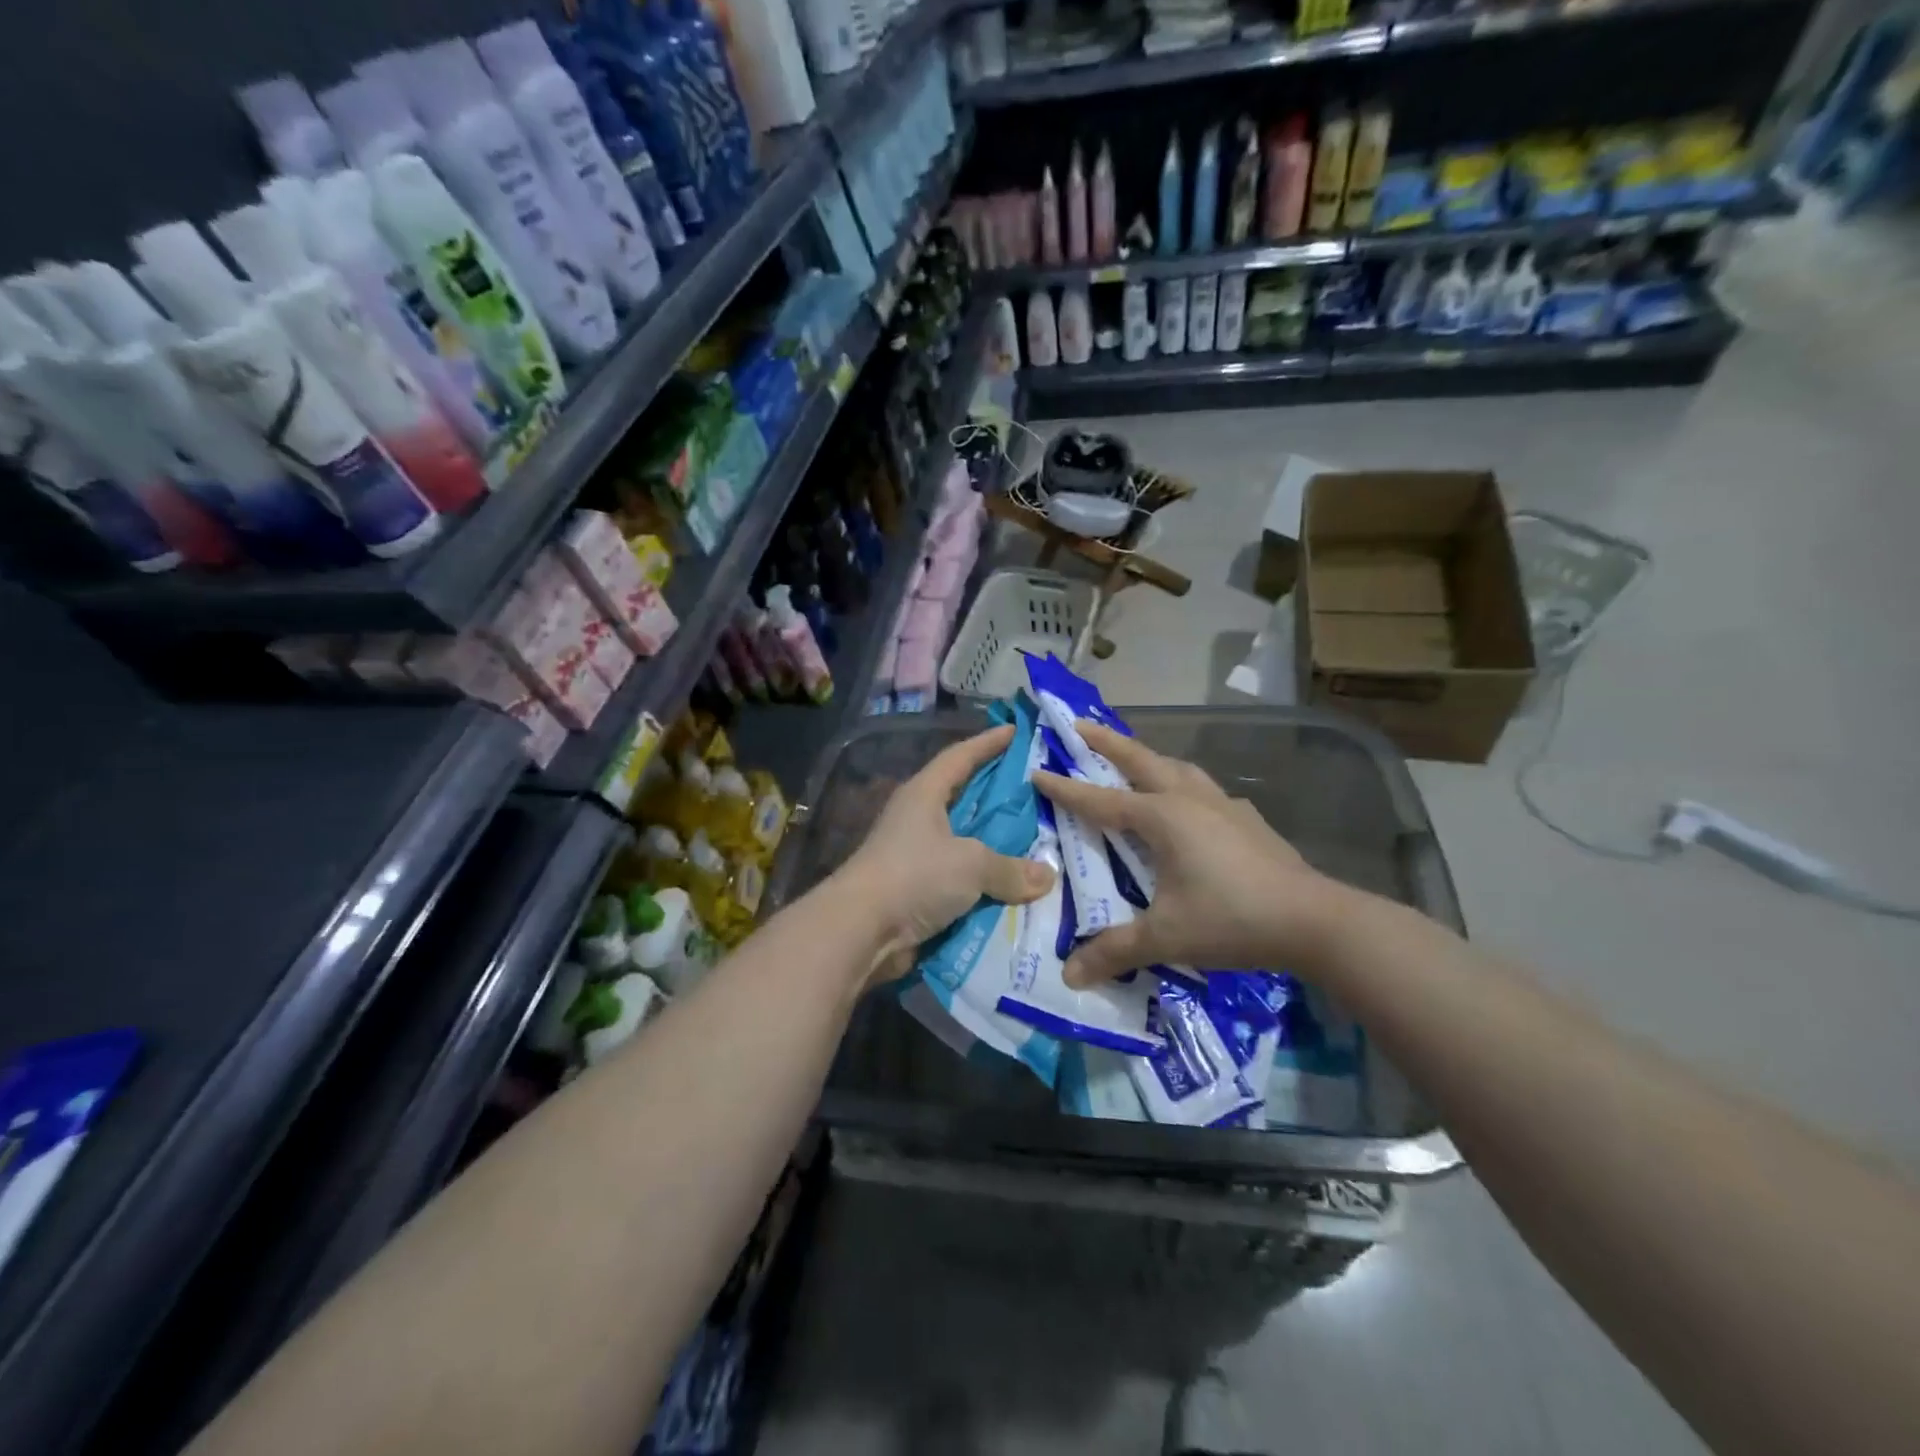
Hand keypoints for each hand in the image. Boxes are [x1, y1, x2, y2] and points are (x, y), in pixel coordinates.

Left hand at [832, 724, 1054, 984]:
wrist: (861, 930)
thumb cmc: (914, 876)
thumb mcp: (971, 863)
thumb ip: (1010, 867)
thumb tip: (1047, 876)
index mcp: (924, 794)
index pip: (960, 757)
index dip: (987, 743)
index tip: (1014, 731)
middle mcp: (917, 819)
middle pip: (963, 798)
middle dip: (997, 795)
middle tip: (1035, 790)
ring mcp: (914, 856)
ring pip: (964, 843)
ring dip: (994, 845)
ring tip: (1036, 842)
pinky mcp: (916, 890)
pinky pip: (960, 880)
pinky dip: (984, 883)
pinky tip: (1014, 887)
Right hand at [1033, 723, 1339, 985]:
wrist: (1313, 920)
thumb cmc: (1231, 919)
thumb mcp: (1166, 937)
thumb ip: (1115, 951)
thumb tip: (1069, 976)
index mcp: (1163, 818)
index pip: (1101, 800)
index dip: (1066, 789)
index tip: (1037, 772)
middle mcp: (1190, 800)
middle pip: (1142, 760)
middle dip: (1108, 742)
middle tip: (1081, 725)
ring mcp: (1224, 806)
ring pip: (1178, 768)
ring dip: (1149, 758)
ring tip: (1134, 758)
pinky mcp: (1248, 821)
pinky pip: (1205, 790)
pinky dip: (1184, 785)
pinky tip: (1190, 804)